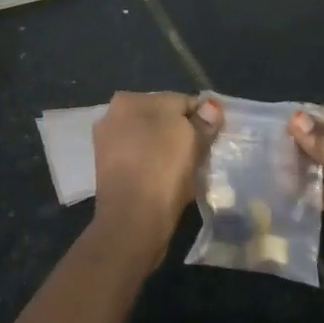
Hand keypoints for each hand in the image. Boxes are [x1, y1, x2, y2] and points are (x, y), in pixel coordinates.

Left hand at [90, 92, 220, 264]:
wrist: (131, 223)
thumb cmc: (162, 171)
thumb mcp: (191, 140)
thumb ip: (202, 121)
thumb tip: (211, 106)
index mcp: (129, 99)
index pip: (178, 100)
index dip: (201, 117)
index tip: (215, 137)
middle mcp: (113, 115)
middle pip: (163, 119)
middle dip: (183, 134)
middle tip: (202, 156)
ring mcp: (109, 143)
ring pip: (152, 141)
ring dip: (170, 152)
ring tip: (189, 172)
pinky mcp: (110, 170)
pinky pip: (142, 160)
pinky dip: (156, 167)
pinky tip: (170, 183)